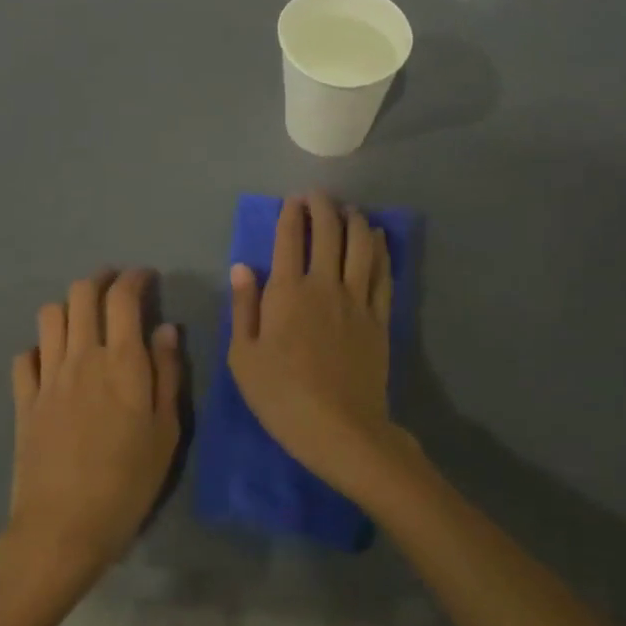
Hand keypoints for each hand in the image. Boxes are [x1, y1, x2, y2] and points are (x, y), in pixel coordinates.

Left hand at [4, 268, 181, 602]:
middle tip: (116, 290)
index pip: (123, 297)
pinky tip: (52, 362)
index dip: (134, 278)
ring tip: (85, 320)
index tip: (146, 278)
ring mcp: (47, 377)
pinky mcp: (24, 400)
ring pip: (50, 316)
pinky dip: (40, 348)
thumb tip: (166, 329)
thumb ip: (167, 374)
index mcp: (121, 362)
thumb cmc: (128, 483)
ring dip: (69, 307)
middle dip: (100, 280)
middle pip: (81, 294)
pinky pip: (25, 357)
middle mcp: (81, 357)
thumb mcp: (166, 432)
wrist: (63, 528)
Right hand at [228, 194, 407, 499]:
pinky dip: (381, 249)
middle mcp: (325, 284)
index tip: (293, 201)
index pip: (290, 238)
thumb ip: (244, 307)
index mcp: (287, 292)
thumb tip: (243, 267)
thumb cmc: (281, 396)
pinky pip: (383, 272)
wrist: (340, 428)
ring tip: (349, 209)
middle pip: (329, 232)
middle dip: (323, 207)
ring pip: (361, 245)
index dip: (291, 214)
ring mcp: (357, 299)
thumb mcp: (243, 357)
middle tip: (318, 196)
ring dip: (355, 220)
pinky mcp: (380, 317)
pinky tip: (379, 237)